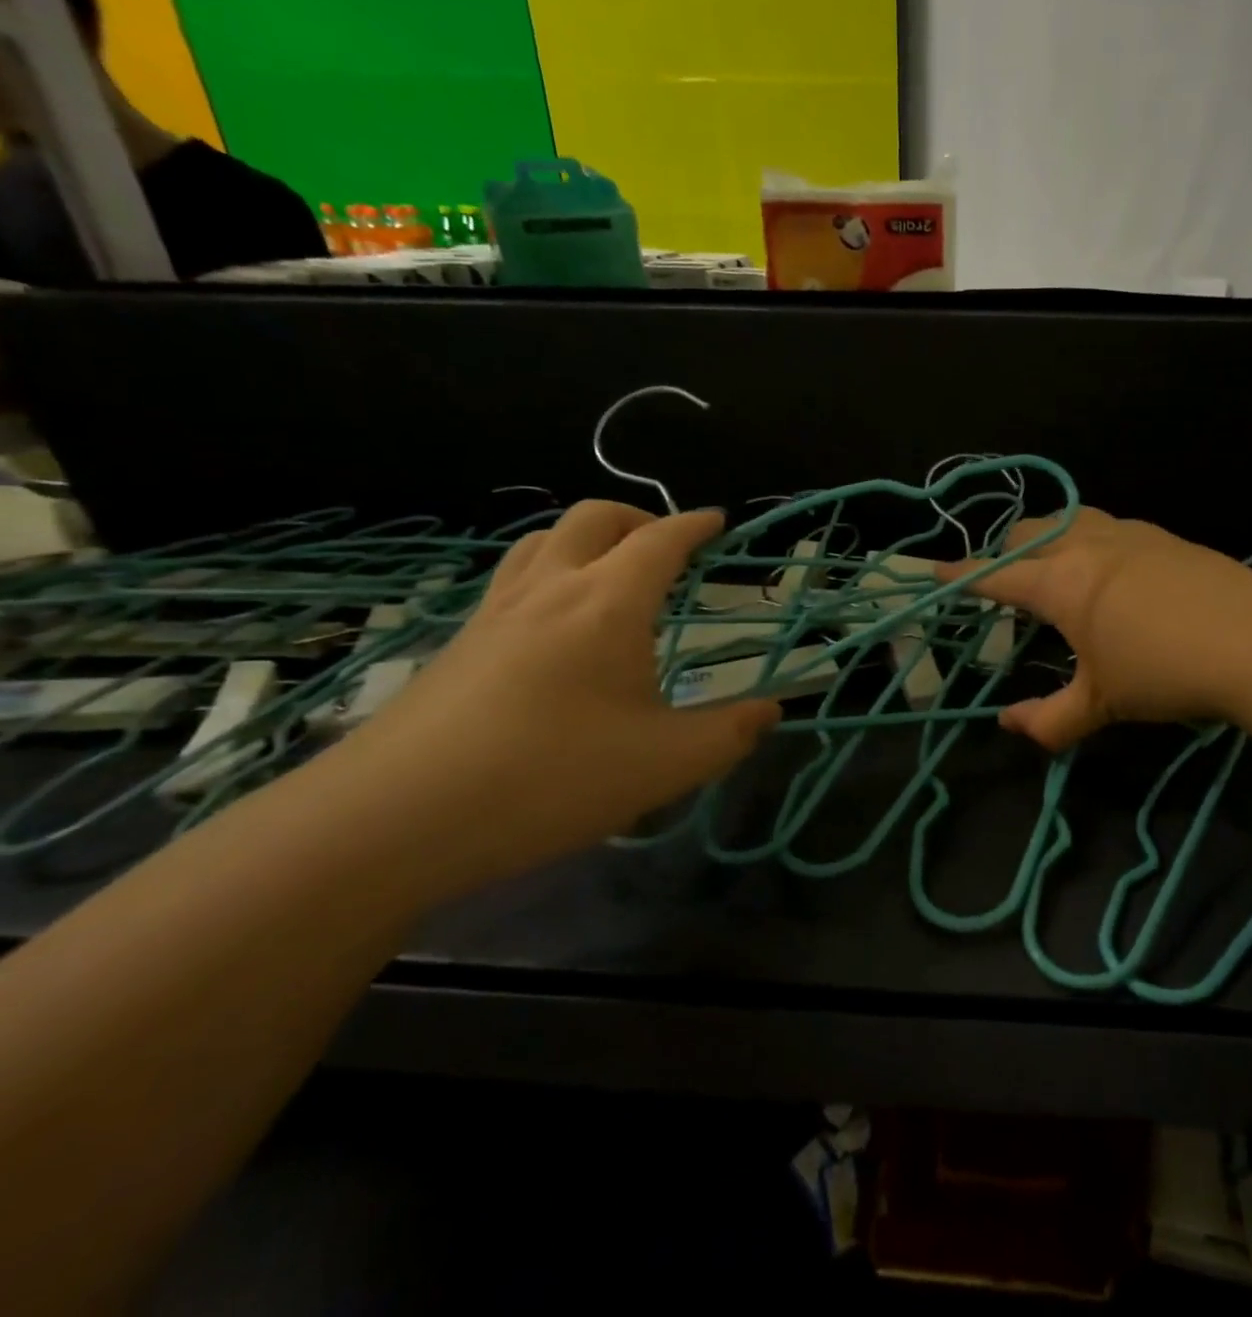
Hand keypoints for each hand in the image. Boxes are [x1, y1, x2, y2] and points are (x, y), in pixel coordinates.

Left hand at [317, 501, 779, 890]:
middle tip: (666, 545)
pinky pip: (512, 579)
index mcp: (608, 605)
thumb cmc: (551, 778)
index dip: (694, 526)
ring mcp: (495, 614)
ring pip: (542, 541)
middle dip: (638, 518)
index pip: (659, 541)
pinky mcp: (458, 645)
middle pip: (593, 519)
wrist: (394, 819)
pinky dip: (548, 571)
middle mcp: (550, 590)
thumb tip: (771, 711)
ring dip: (586, 538)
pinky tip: (553, 624)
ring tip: (611, 571)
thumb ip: (729, 734)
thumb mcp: (666, 765)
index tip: (717, 521)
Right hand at [943, 508, 1251, 750]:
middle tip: (1001, 580)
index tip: (936, 573)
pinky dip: (1087, 540)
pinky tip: (1109, 571)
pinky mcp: (1165, 537)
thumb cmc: (1166, 672)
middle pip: (1027, 531)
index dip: (961, 577)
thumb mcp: (1102, 703)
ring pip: (1069, 519)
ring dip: (1047, 537)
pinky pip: (1109, 527)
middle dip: (1003, 550)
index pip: (996, 575)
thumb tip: (1008, 725)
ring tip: (1052, 567)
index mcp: (1060, 581)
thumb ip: (1049, 719)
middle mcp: (1087, 544)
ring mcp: (1130, 534)